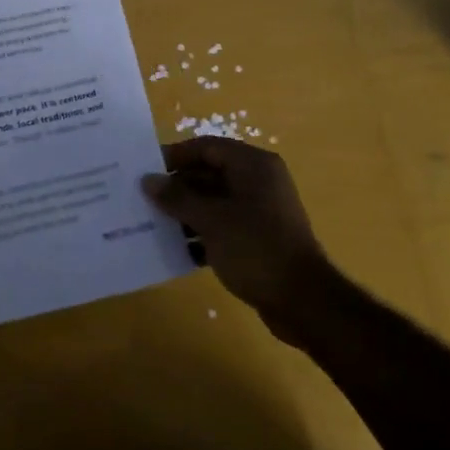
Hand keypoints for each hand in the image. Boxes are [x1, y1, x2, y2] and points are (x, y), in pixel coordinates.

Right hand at [144, 138, 333, 339]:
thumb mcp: (211, 220)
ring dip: (187, 212)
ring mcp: (261, 210)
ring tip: (155, 225)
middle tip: (145, 200)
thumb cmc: (255, 249)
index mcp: (253, 165)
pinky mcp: (260, 237)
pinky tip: (179, 250)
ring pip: (215, 201)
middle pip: (210, 173)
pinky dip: (203, 233)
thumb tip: (148, 181)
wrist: (304, 301)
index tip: (146, 171)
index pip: (207, 147)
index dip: (176, 156)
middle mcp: (259, 181)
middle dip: (178, 187)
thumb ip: (177, 197)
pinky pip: (224, 225)